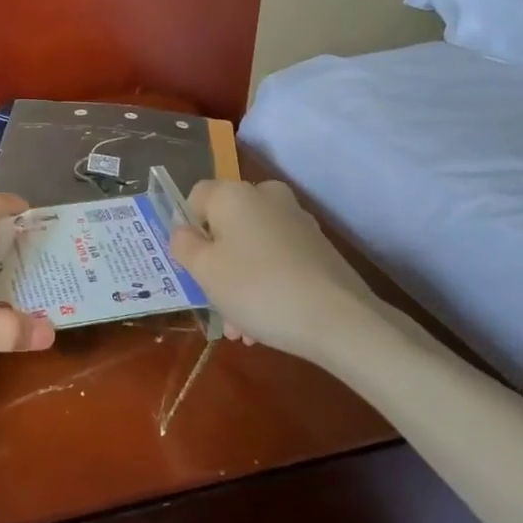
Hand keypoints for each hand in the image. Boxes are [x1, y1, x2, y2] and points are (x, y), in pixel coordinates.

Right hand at [168, 179, 387, 362]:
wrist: (339, 319)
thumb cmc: (257, 288)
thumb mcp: (204, 271)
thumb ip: (183, 245)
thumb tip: (184, 231)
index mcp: (233, 193)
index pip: (195, 197)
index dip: (187, 230)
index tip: (191, 266)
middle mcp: (266, 196)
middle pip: (226, 224)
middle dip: (217, 264)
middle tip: (215, 304)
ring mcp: (297, 220)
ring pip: (253, 246)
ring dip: (240, 281)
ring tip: (242, 329)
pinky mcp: (319, 247)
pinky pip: (278, 258)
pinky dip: (268, 282)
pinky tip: (267, 321)